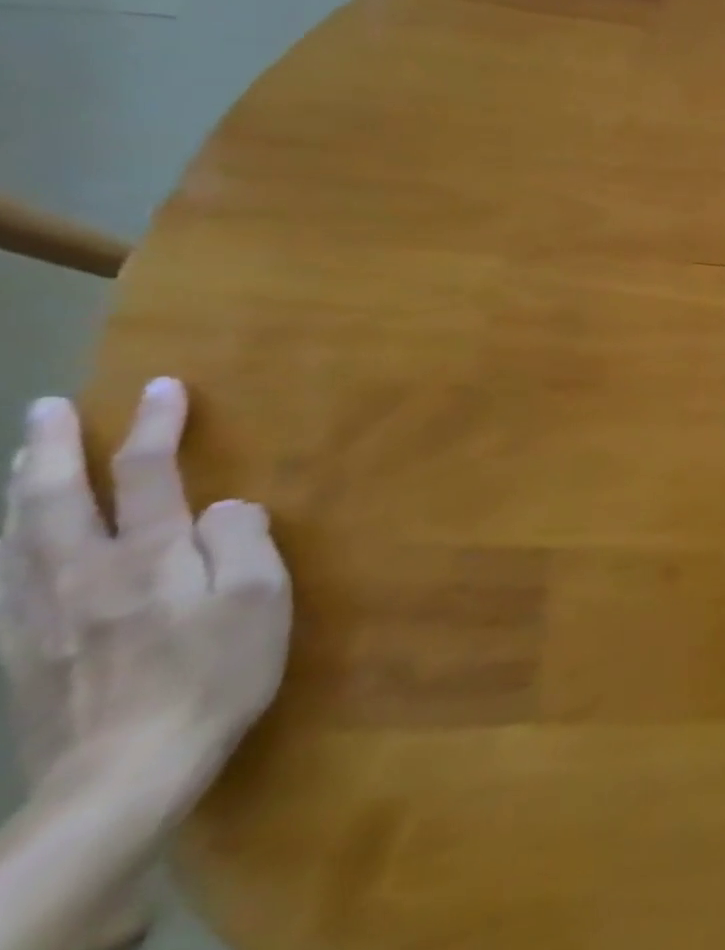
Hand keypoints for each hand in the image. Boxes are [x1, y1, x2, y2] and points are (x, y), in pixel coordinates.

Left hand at [0, 380, 290, 823]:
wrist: (123, 777)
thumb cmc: (215, 675)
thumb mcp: (260, 601)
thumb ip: (243, 542)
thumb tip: (225, 507)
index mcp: (147, 558)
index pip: (147, 473)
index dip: (157, 425)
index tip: (164, 385)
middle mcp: (80, 575)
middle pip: (54, 499)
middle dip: (51, 447)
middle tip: (48, 406)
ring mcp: (37, 618)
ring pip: (13, 537)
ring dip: (18, 488)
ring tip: (20, 458)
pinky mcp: (16, 655)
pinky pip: (1, 581)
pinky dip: (2, 544)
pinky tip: (6, 542)